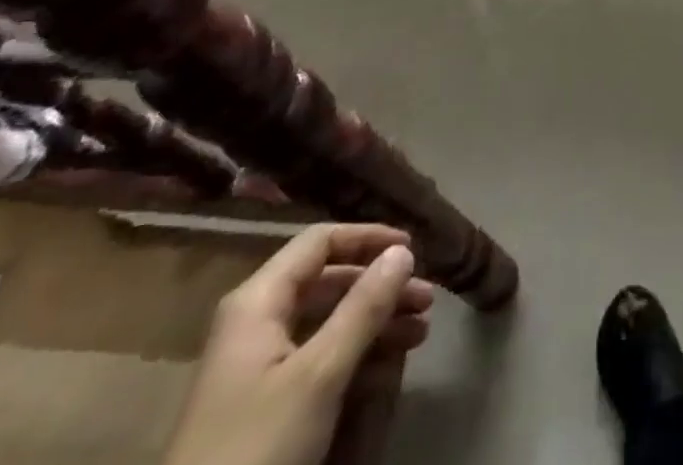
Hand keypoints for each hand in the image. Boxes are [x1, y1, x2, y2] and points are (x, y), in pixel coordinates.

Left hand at [163, 224, 434, 464]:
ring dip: (375, 320)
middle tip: (426, 298)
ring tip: (420, 331)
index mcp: (259, 300)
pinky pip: (317, 355)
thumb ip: (363, 308)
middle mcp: (256, 320)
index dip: (368, 238)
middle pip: (328, 281)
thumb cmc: (257, 444)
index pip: (321, 242)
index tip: (411, 249)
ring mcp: (256, 364)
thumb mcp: (319, 374)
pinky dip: (355, 352)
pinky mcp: (262, 401)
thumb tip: (402, 251)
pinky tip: (388, 363)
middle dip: (380, 286)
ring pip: (326, 321)